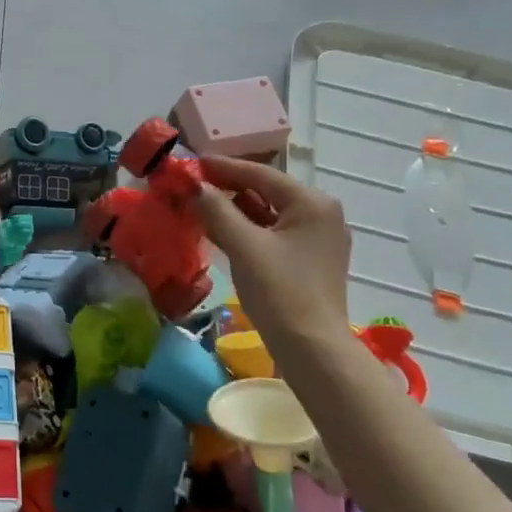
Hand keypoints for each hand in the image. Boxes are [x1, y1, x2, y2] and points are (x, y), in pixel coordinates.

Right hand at [196, 156, 351, 352]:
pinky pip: (272, 232)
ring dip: (234, 208)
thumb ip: (216, 209)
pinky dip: (247, 228)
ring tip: (199, 205)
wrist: (312, 350)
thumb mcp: (243, 245)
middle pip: (265, 190)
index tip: (190, 162)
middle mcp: (320, 213)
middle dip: (227, 188)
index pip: (260, 174)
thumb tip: (193, 185)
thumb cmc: (280, 291)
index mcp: (312, 203)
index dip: (222, 167)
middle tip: (191, 185)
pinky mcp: (309, 260)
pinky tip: (220, 230)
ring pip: (268, 213)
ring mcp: (317, 238)